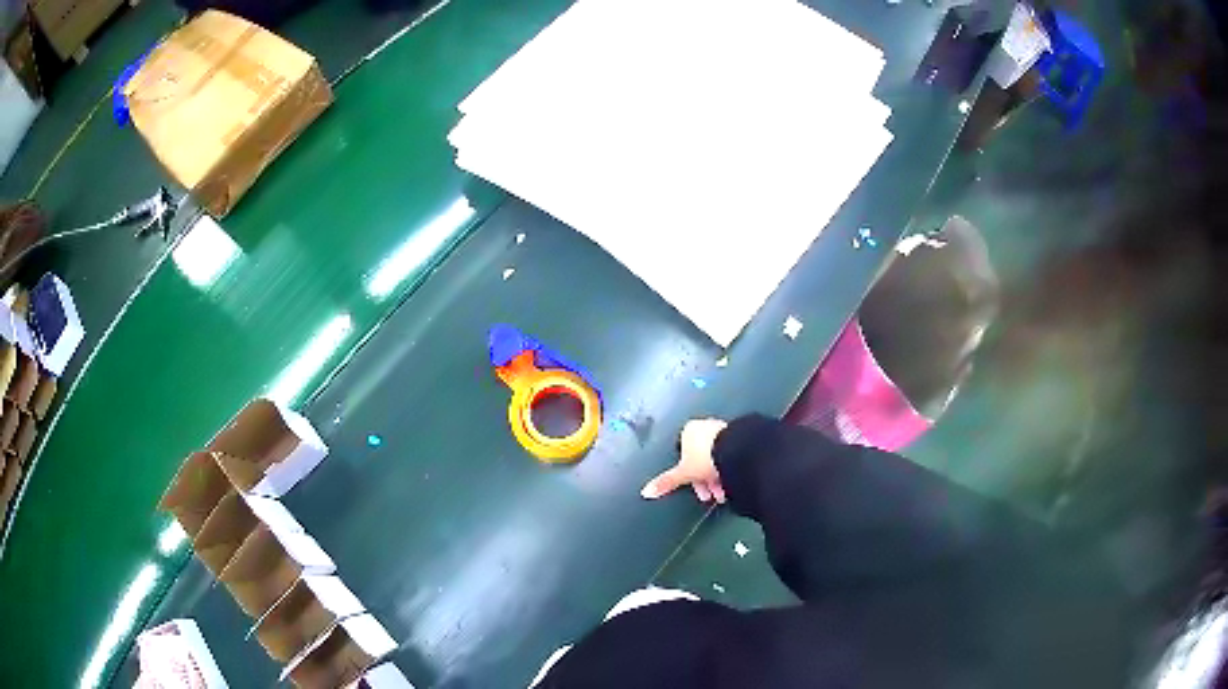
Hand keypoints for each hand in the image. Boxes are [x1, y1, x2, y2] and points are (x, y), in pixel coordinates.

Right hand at [641, 418, 728, 502]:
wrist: (734, 451)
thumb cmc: (706, 457)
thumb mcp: (683, 474)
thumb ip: (666, 482)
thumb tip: (647, 490)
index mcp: (688, 431)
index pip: (683, 455)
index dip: (688, 475)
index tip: (694, 487)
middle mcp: (704, 427)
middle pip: (701, 459)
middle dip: (705, 480)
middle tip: (710, 494)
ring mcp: (721, 431)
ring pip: (716, 459)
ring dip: (717, 478)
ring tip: (723, 493)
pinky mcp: (736, 437)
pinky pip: (729, 456)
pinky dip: (728, 469)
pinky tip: (732, 481)